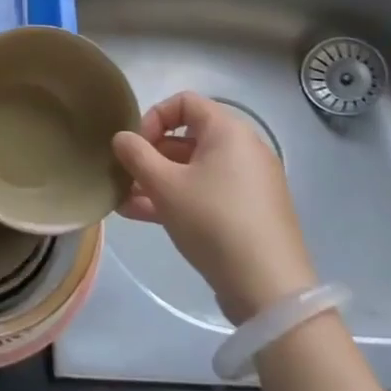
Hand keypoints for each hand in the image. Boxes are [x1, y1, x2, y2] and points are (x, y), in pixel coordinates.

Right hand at [111, 92, 316, 322]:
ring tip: (124, 202)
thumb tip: (122, 137)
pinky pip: (206, 193)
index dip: (153, 117)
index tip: (135, 146)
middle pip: (187, 138)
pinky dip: (178, 198)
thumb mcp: (164, 185)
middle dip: (150, 156)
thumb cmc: (213, 221)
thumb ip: (136, 155)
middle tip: (125, 177)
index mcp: (228, 131)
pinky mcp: (249, 212)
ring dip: (157, 181)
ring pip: (193, 170)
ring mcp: (248, 183)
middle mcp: (243, 149)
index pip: (184, 102)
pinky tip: (143, 217)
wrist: (269, 288)